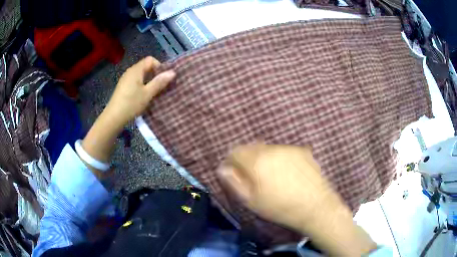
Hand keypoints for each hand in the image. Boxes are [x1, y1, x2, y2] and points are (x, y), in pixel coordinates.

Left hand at [104, 56, 175, 126]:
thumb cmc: (131, 104)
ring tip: (154, 92)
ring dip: (149, 81)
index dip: (159, 66)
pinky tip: (144, 96)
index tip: (163, 78)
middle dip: (155, 74)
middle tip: (161, 86)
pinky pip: (136, 81)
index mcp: (136, 70)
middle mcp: (130, 71)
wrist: (114, 117)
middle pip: (146, 66)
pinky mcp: (123, 87)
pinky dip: (142, 85)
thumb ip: (159, 82)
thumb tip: (173, 72)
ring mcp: (126, 79)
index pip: (151, 60)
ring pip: (141, 75)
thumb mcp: (148, 93)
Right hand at [217, 144, 343, 233]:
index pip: (235, 151)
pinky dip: (279, 159)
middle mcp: (271, 149)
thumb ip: (234, 182)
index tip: (234, 174)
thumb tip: (222, 168)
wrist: (316, 206)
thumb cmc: (280, 208)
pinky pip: (283, 152)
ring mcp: (288, 149)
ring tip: (271, 177)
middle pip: (251, 148)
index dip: (231, 162)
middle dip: (247, 160)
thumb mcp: (251, 201)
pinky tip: (286, 174)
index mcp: (256, 161)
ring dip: (264, 159)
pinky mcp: (302, 151)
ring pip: (268, 149)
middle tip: (252, 178)